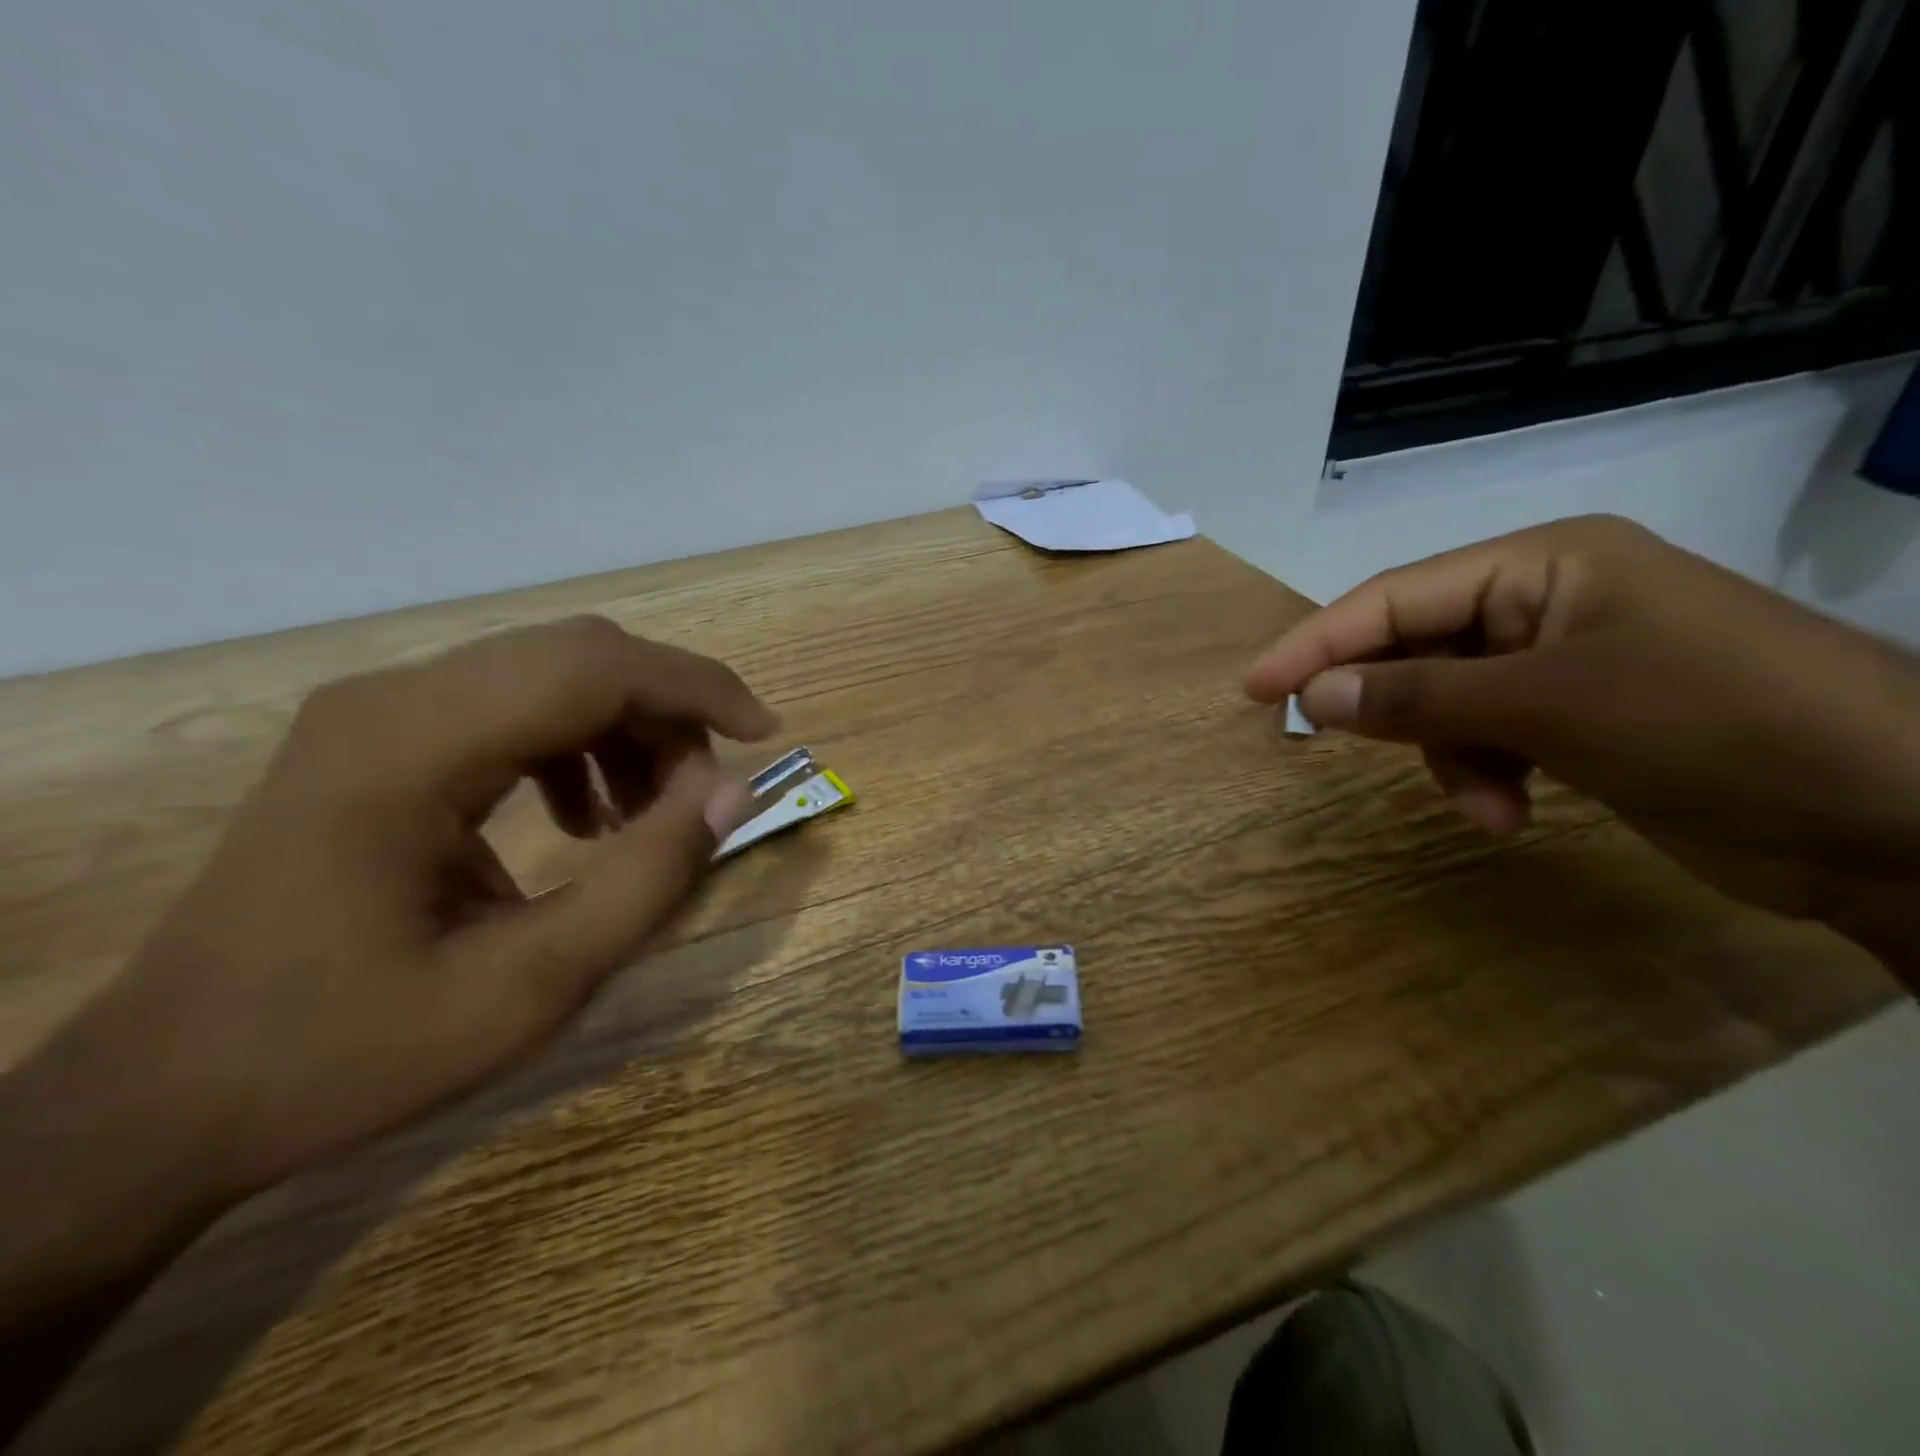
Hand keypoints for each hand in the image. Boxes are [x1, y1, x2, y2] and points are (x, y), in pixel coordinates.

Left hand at [21, 616, 777, 1208]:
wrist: (166, 1095)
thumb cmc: (350, 1051)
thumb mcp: (533, 985)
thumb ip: (648, 878)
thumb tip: (734, 791)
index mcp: (415, 749)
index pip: (594, 667)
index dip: (697, 688)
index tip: (766, 736)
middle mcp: (391, 699)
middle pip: (577, 654)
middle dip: (668, 711)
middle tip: (706, 793)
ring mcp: (375, 712)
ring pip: (549, 672)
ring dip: (625, 727)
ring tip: (647, 816)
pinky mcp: (375, 737)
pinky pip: (510, 703)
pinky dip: (576, 743)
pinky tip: (582, 817)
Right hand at [1245, 516, 1919, 950]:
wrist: (1899, 815)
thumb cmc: (1715, 725)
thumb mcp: (1547, 706)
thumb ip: (1417, 697)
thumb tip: (1312, 697)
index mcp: (1542, 564)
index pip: (1396, 597)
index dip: (1318, 642)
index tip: (1255, 689)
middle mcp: (1545, 601)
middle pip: (1417, 646)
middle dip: (1391, 705)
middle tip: (1331, 742)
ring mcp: (1566, 661)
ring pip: (1447, 700)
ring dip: (1448, 755)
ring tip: (1485, 803)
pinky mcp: (1582, 717)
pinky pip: (1490, 735)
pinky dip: (1486, 773)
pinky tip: (1512, 811)